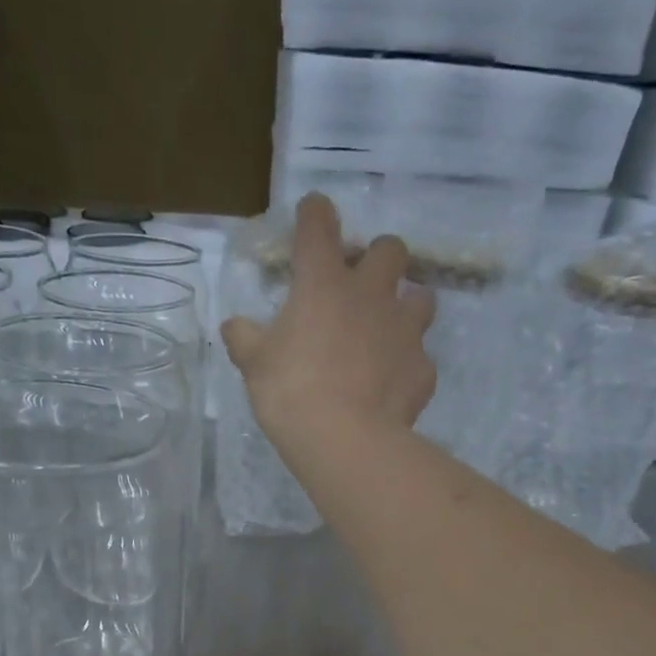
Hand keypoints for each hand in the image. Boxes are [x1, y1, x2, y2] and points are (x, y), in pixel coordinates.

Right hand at [222, 195, 438, 456]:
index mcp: (323, 284)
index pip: (318, 225)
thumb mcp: (254, 366)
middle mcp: (371, 295)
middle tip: (362, 286)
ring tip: (390, 331)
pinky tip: (392, 386)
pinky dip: (408, 368)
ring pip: (421, 298)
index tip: (313, 214)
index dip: (315, 214)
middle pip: (390, 249)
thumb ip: (244, 339)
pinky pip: (420, 360)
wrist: (345, 441)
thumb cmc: (291, 393)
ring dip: (407, 306)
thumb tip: (233, 326)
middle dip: (379, 259)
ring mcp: (404, 330)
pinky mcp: (422, 369)